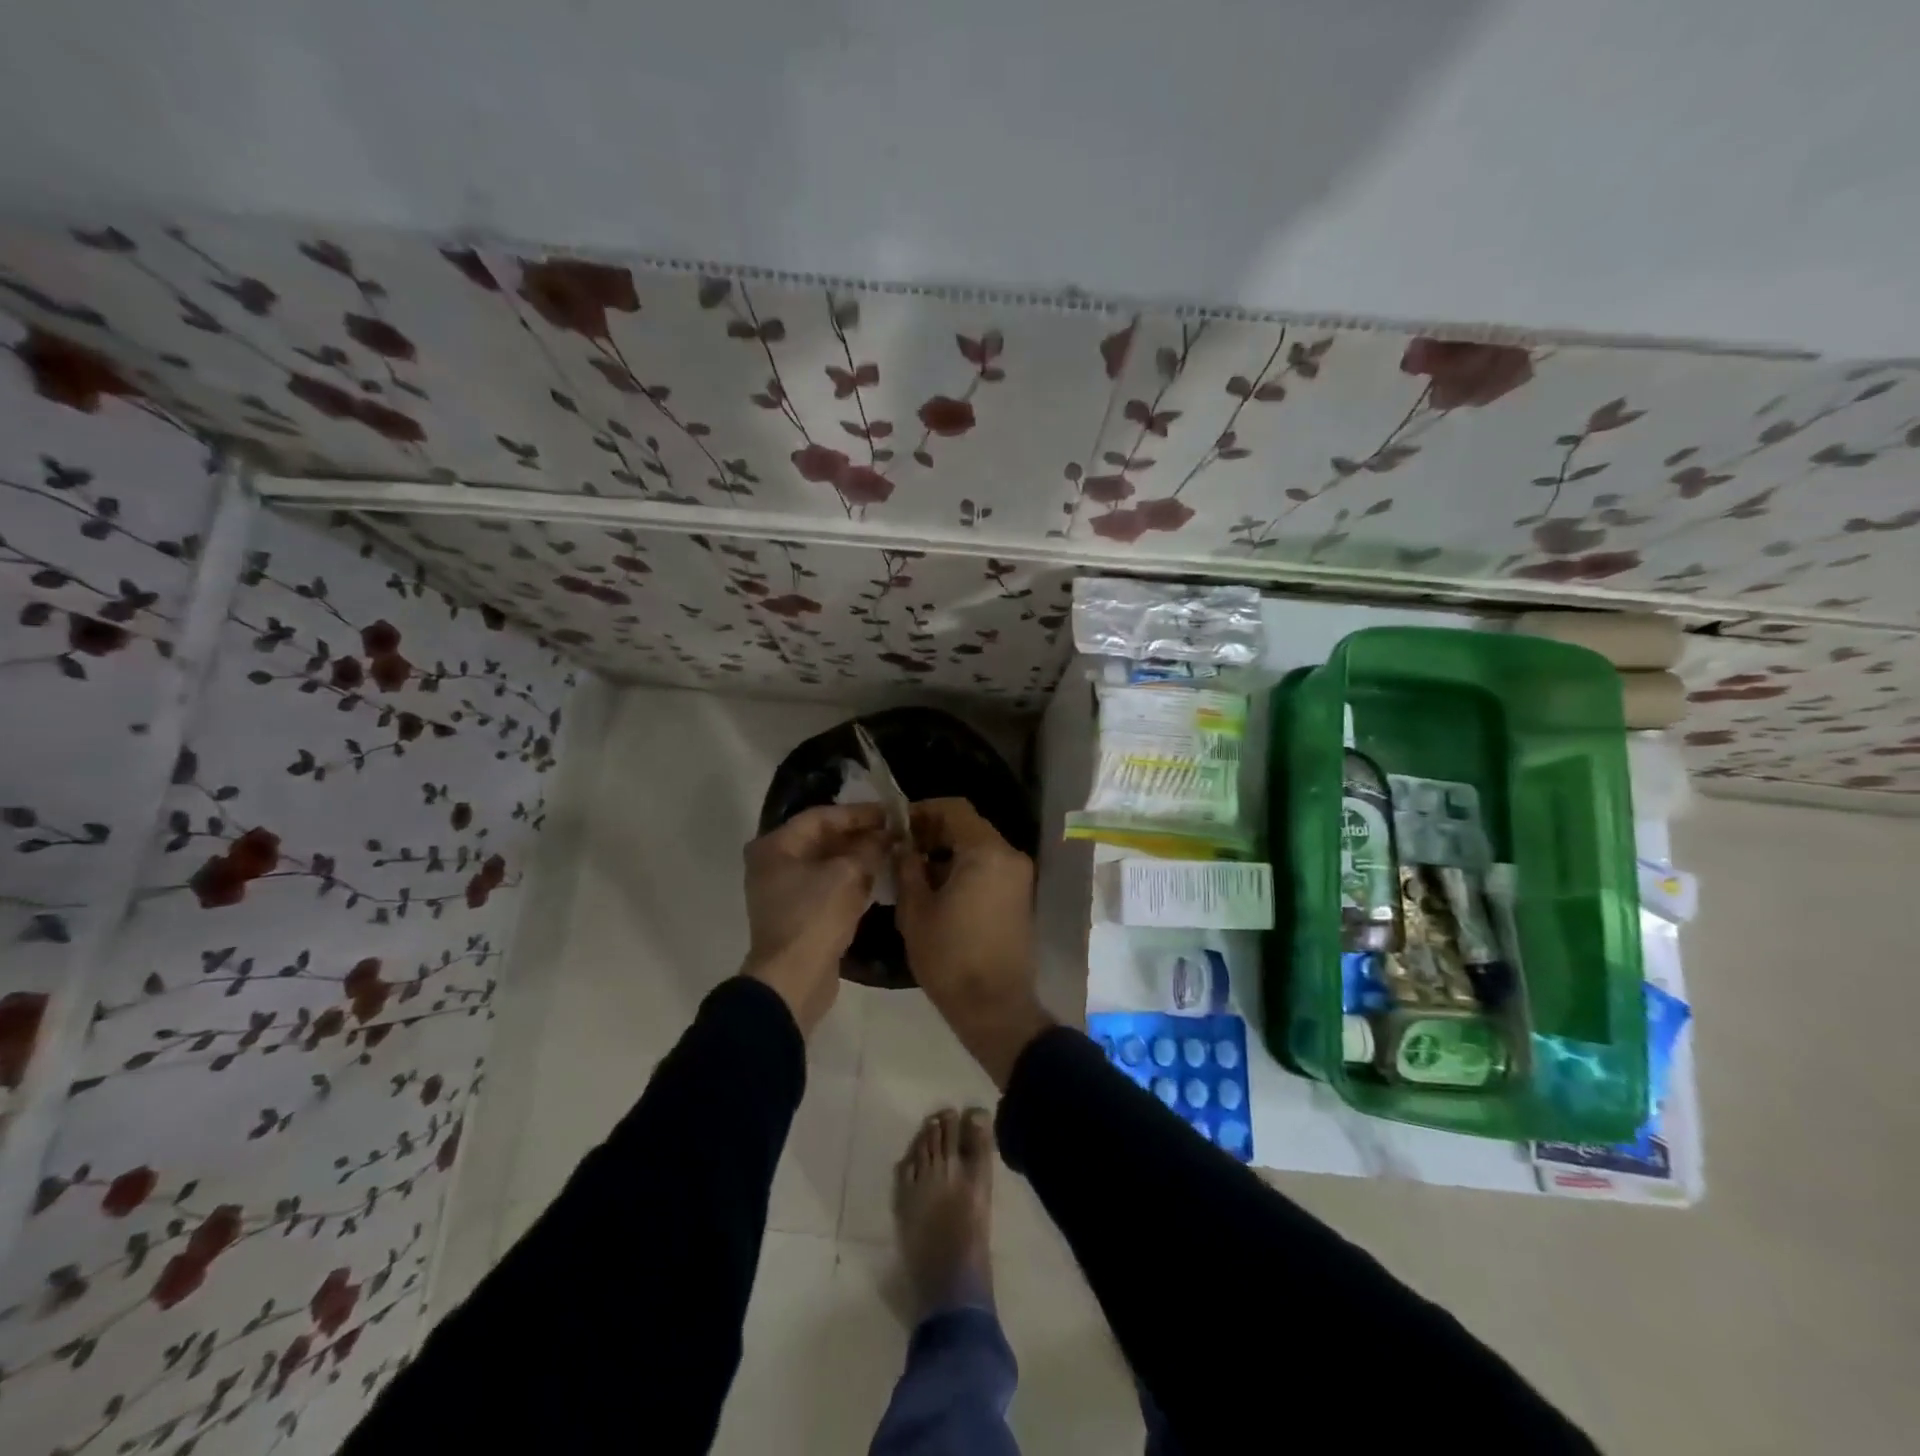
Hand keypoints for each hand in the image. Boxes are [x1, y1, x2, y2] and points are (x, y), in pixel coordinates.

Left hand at [742, 803, 887, 1034]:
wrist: (794, 980)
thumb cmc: (815, 917)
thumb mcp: (849, 874)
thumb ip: (870, 847)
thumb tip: (888, 835)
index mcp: (775, 846)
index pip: (822, 816)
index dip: (858, 813)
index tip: (890, 813)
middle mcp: (774, 864)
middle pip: (822, 839)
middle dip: (860, 835)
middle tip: (894, 832)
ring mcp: (784, 891)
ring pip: (827, 863)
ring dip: (858, 857)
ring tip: (892, 851)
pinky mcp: (798, 913)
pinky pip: (827, 885)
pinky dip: (851, 879)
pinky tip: (878, 877)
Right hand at [894, 798, 1052, 1086]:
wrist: (995, 1007)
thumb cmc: (950, 957)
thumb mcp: (916, 911)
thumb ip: (907, 868)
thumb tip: (902, 846)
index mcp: (986, 852)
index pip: (954, 809)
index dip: (923, 811)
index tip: (898, 827)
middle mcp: (1009, 856)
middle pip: (969, 826)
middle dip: (934, 832)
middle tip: (902, 850)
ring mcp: (1019, 877)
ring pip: (979, 848)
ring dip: (948, 852)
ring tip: (915, 873)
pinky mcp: (1020, 896)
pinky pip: (989, 867)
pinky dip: (965, 868)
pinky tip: (938, 891)